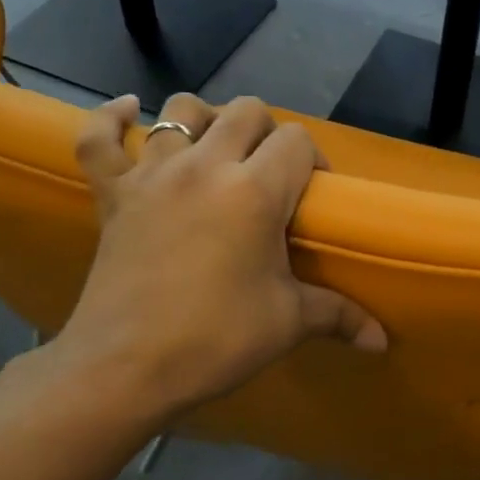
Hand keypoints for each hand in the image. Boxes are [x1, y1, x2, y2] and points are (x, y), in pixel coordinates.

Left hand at [42, 93, 385, 423]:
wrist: (123, 369)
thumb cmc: (214, 340)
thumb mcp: (287, 323)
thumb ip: (339, 316)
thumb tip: (381, 341)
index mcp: (254, 190)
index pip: (296, 141)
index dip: (312, 160)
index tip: (311, 195)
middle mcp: (205, 166)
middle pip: (246, 111)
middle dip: (267, 132)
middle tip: (269, 174)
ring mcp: (152, 175)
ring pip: (180, 111)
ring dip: (204, 120)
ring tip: (214, 149)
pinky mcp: (112, 193)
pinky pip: (98, 138)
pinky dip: (111, 119)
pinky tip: (128, 111)